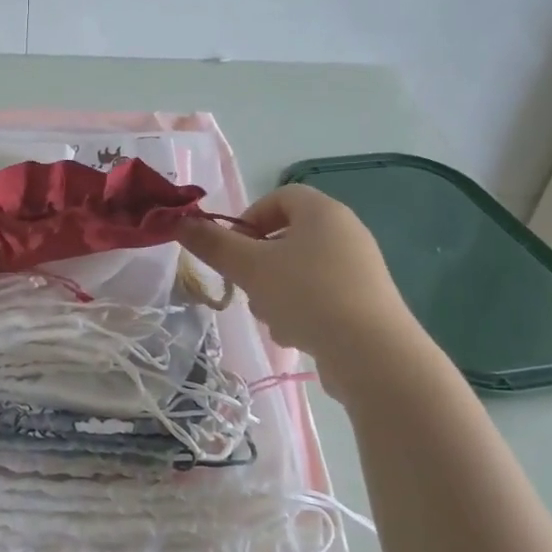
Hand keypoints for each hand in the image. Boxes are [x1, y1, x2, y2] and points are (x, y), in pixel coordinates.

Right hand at [178, 184, 412, 356]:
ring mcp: (359, 269)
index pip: (279, 197)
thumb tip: (179, 222)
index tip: (232, 249)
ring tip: (271, 317)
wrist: (372, 354)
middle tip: (245, 286)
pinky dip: (301, 310)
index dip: (248, 218)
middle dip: (258, 264)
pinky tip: (296, 335)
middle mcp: (346, 232)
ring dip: (275, 291)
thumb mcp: (249, 267)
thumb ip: (212, 243)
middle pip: (286, 237)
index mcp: (323, 212)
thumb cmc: (307, 295)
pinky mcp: (365, 302)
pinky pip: (320, 296)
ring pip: (299, 271)